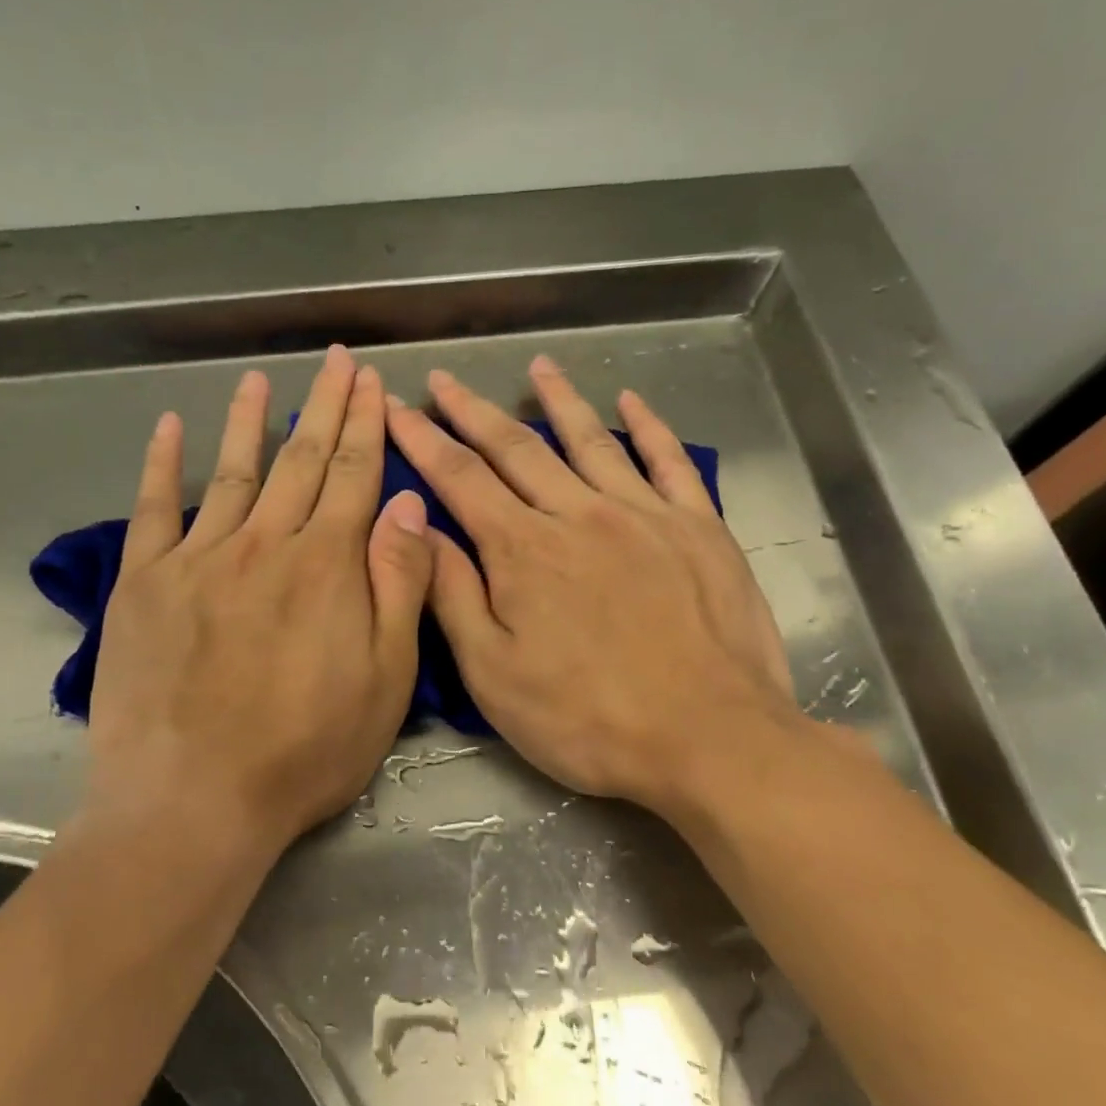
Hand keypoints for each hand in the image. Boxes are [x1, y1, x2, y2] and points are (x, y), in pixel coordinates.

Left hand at [88, 346, 433, 854]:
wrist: (193, 800)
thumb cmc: (306, 750)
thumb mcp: (386, 679)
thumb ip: (399, 585)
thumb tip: (408, 505)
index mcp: (327, 566)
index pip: (355, 476)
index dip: (367, 426)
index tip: (373, 385)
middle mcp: (264, 544)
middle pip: (301, 460)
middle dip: (324, 406)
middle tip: (336, 362)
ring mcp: (198, 558)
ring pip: (232, 472)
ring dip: (249, 421)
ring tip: (260, 379)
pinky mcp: (143, 583)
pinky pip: (154, 509)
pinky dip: (161, 463)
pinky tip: (169, 427)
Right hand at [384, 355, 795, 821]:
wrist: (710, 740)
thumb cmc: (587, 719)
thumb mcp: (493, 673)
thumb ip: (452, 595)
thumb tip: (416, 529)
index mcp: (523, 550)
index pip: (459, 477)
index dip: (421, 439)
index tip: (396, 408)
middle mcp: (578, 514)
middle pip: (516, 447)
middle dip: (472, 410)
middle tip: (445, 378)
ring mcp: (644, 514)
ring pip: (590, 440)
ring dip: (558, 399)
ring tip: (538, 365)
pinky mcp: (699, 528)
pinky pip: (669, 461)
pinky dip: (649, 426)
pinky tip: (631, 401)